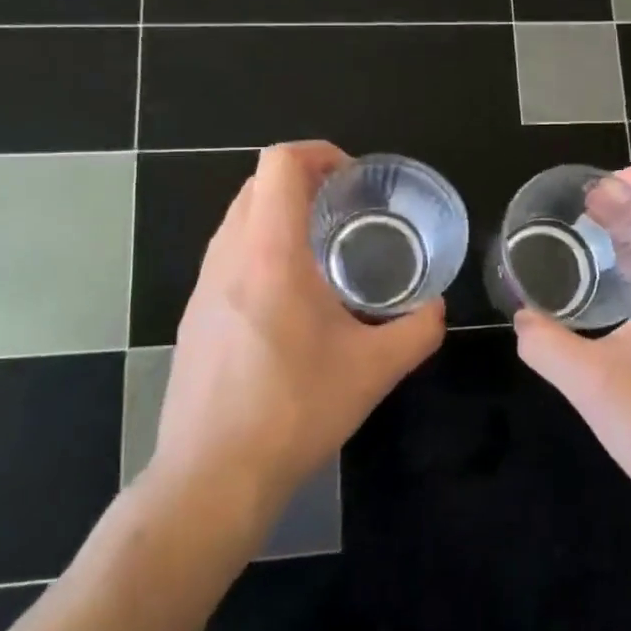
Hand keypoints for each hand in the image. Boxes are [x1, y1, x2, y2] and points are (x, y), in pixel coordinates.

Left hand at [146, 141, 445, 521]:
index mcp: (270, 255)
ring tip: (323, 249)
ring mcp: (202, 286)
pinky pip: (227, 254)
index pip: (279, 164)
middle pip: (257, 184)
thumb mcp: (374, 371)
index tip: (354, 178)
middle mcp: (228, 258)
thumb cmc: (294, 412)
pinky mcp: (194, 315)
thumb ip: (417, 331)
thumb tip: (437, 309)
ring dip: (279, 214)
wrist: (213, 476)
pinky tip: (291, 298)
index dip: (319, 154)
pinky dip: (260, 248)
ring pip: (238, 219)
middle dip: (303, 181)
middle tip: (347, 209)